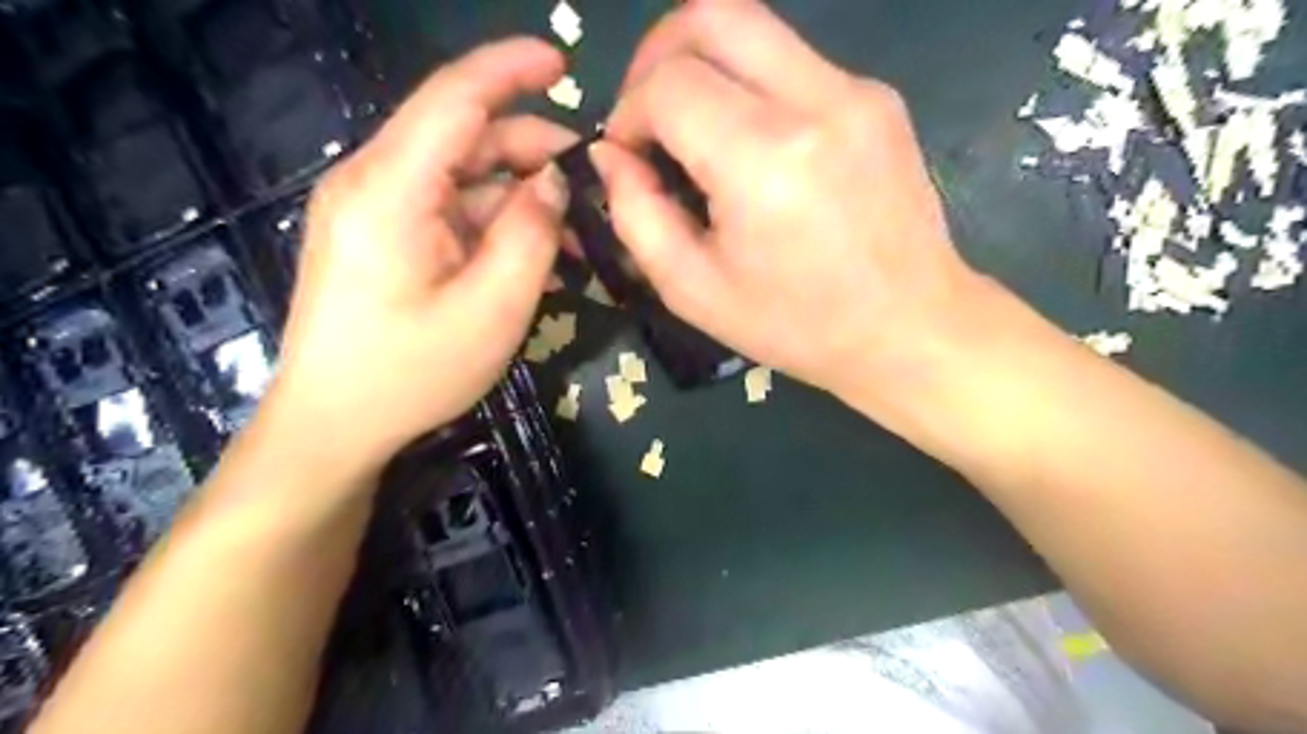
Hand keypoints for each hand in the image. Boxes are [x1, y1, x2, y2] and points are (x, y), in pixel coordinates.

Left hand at [262, 40, 572, 477]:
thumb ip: (532, 234)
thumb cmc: (411, 373)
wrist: (332, 427)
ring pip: (462, 179)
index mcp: (390, 188)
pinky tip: (534, 256)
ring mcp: (374, 211)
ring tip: (575, 238)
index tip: (564, 63)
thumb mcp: (493, 308)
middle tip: (593, 193)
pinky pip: (448, 212)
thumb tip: (554, 181)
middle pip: (464, 139)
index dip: (510, 70)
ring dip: (520, 198)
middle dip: (534, 154)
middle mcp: (373, 182)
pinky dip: (495, 224)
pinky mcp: (381, 238)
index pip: (455, 97)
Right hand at [595, 1, 978, 400]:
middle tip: (648, 114)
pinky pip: (793, 62)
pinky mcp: (878, 97)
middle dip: (656, 56)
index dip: (627, 111)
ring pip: (754, 27)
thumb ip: (637, 215)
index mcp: (763, 161)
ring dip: (703, 66)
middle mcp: (816, 102)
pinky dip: (750, 87)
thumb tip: (612, 155)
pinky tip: (752, 147)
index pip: (668, 84)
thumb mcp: (693, 291)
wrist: (909, 327)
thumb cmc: (797, 325)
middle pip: (711, 15)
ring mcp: (857, 90)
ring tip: (692, 130)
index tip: (627, 155)